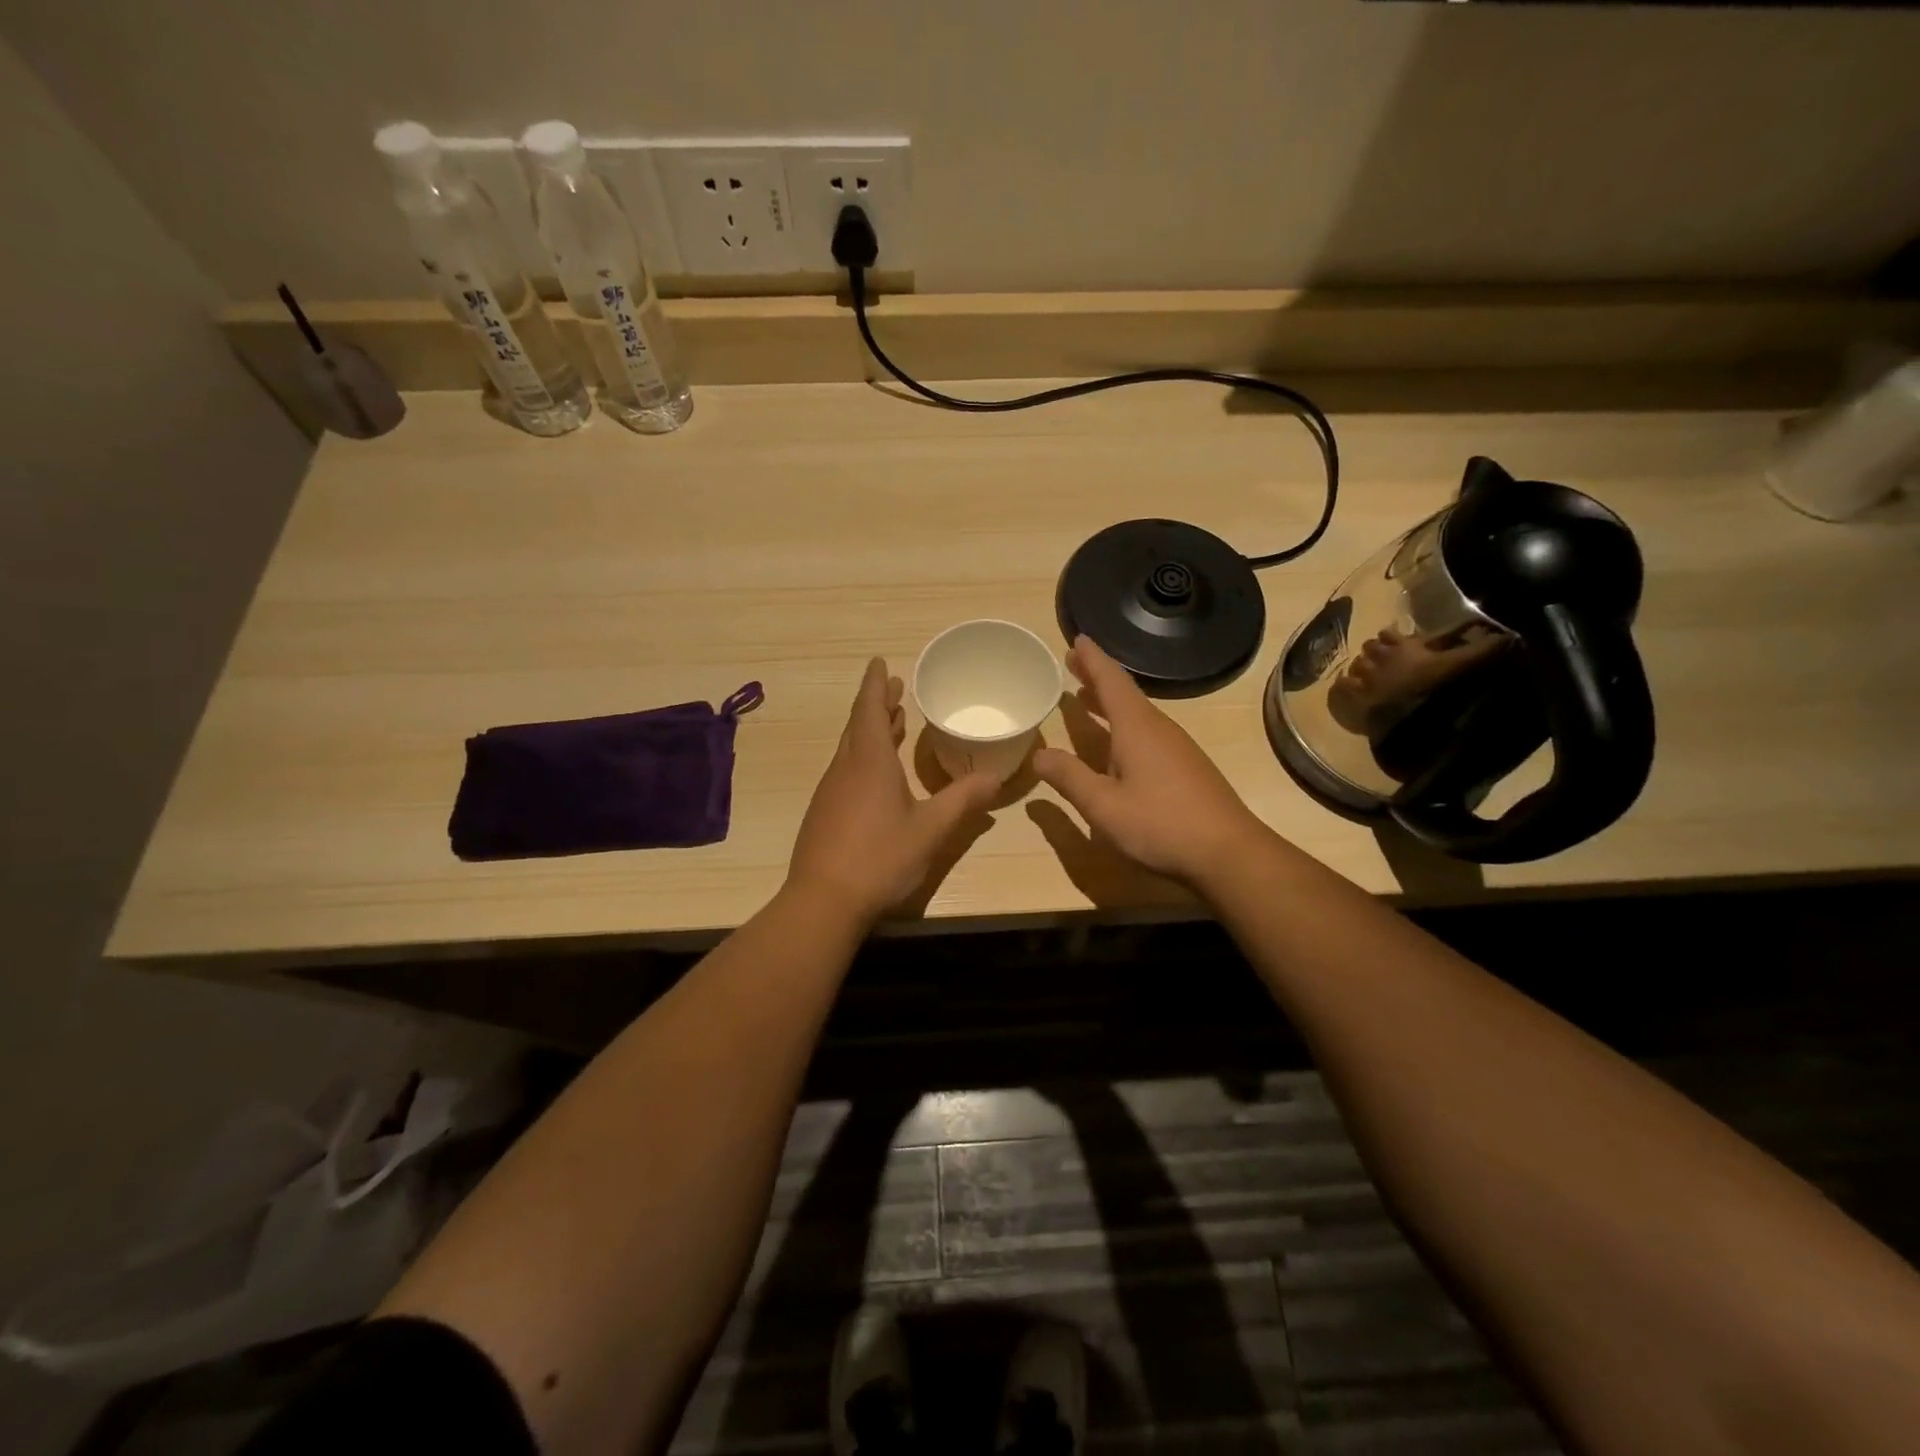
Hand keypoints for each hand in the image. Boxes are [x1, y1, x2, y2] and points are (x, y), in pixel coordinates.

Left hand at [787, 658, 999, 923]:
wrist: (823, 901)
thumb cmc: (880, 858)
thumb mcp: (930, 830)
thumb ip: (963, 801)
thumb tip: (996, 778)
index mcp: (869, 762)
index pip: (870, 709)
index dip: (876, 684)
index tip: (880, 662)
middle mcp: (845, 768)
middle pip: (859, 725)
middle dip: (877, 703)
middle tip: (896, 688)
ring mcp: (831, 791)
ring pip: (852, 748)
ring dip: (871, 730)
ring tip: (893, 723)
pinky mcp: (824, 813)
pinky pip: (846, 770)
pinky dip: (864, 756)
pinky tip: (878, 775)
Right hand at [1033, 636, 1266, 886]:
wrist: (1228, 853)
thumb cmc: (1160, 824)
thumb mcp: (1102, 806)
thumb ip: (1069, 778)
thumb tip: (1038, 755)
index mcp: (1136, 728)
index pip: (1111, 681)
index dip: (1092, 660)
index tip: (1077, 639)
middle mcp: (1158, 729)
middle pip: (1124, 693)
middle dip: (1097, 677)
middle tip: (1072, 663)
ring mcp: (1177, 748)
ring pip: (1137, 714)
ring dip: (1110, 703)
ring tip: (1086, 698)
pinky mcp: (1186, 768)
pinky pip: (1147, 733)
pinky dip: (1124, 726)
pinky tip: (1116, 747)